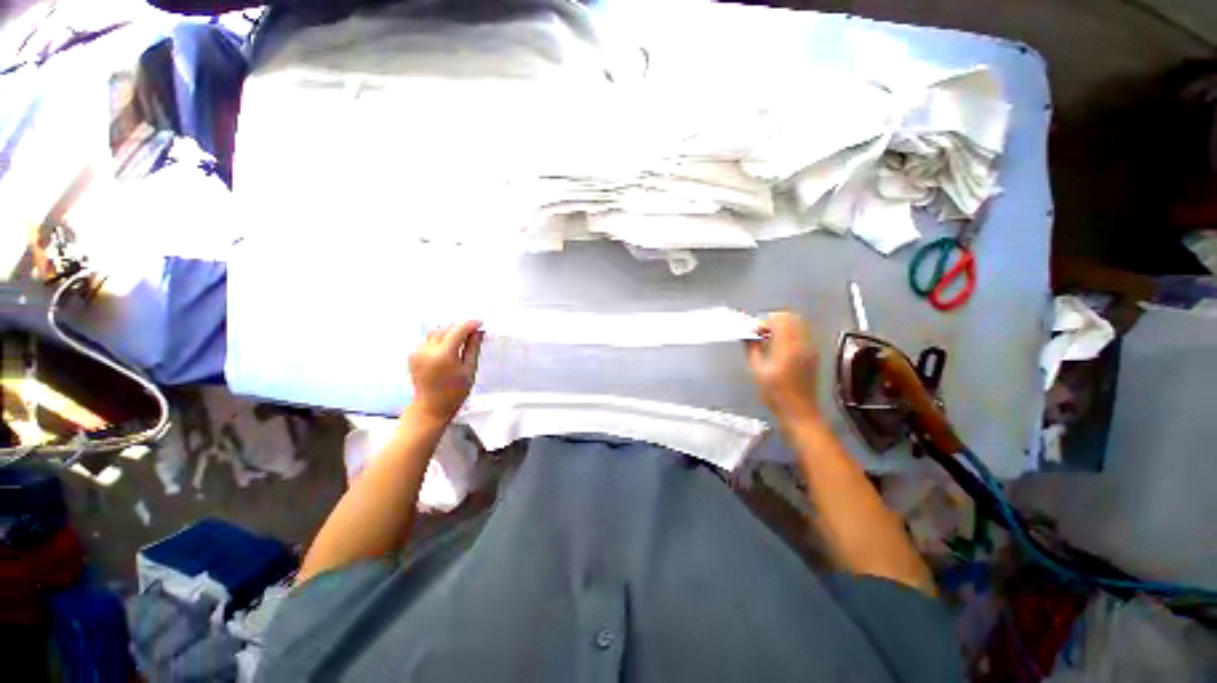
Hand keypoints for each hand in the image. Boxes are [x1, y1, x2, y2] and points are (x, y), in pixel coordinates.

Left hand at [408, 320, 483, 423]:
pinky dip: (440, 339)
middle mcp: (427, 350)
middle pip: (445, 328)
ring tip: (462, 339)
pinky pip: (428, 340)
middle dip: (460, 327)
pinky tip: (448, 347)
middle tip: (473, 332)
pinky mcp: (413, 355)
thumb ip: (473, 348)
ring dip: (449, 332)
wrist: (431, 407)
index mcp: (443, 355)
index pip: (458, 330)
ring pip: (436, 332)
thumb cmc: (454, 392)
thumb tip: (478, 332)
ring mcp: (417, 352)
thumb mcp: (469, 370)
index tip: (480, 324)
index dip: (470, 324)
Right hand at [746, 312, 820, 422]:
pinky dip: (790, 334)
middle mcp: (802, 343)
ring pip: (797, 324)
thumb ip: (752, 349)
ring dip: (782, 327)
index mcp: (787, 347)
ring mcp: (810, 348)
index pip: (778, 319)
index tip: (753, 334)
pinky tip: (780, 349)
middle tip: (761, 335)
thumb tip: (748, 336)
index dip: (763, 323)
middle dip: (773, 321)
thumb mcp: (757, 371)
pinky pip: (802, 334)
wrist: (799, 412)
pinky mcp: (812, 355)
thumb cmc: (775, 394)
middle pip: (790, 318)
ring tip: (769, 341)